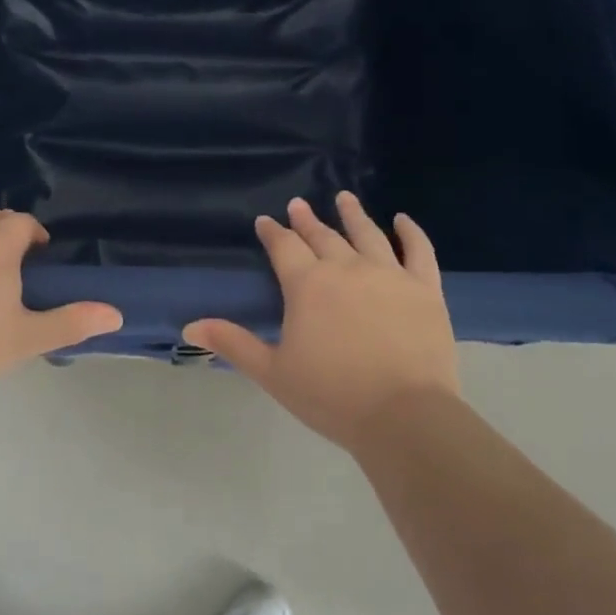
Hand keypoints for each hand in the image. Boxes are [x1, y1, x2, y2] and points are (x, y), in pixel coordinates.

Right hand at [184, 193, 459, 452]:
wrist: (404, 416)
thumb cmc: (332, 396)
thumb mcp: (273, 372)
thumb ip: (233, 343)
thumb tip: (190, 325)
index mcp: (308, 284)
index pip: (284, 247)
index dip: (273, 232)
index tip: (265, 221)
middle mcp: (347, 268)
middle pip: (323, 236)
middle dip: (307, 220)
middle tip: (298, 204)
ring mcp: (389, 274)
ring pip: (367, 234)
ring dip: (353, 214)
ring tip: (344, 197)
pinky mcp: (425, 288)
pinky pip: (418, 250)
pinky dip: (410, 233)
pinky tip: (403, 220)